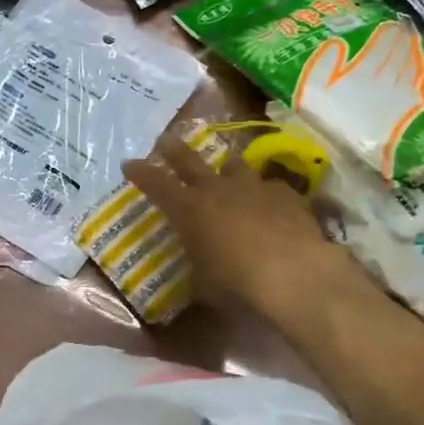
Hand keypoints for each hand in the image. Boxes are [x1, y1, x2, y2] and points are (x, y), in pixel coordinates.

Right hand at [123, 131, 357, 320]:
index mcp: (189, 210)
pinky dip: (265, 194)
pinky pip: (269, 187)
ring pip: (234, 165)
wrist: (294, 274)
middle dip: (174, 150)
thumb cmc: (237, 283)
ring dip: (227, 168)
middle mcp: (217, 189)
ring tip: (227, 171)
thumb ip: (199, 267)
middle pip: (190, 160)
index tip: (129, 163)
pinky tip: (271, 206)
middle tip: (165, 140)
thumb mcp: (205, 284)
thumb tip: (199, 270)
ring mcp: (253, 187)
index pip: (156, 184)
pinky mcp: (285, 194)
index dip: (141, 173)